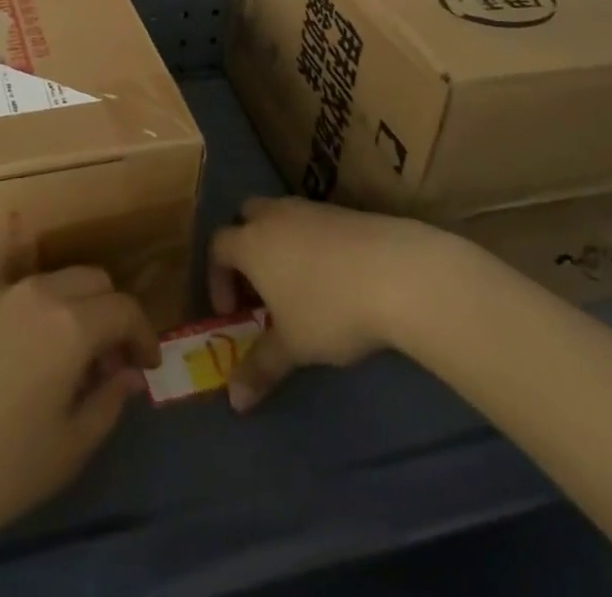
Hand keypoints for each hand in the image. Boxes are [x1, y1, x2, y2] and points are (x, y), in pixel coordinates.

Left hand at [0, 267, 158, 571]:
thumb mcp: (65, 452)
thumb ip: (107, 404)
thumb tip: (128, 375)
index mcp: (69, 322)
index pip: (125, 307)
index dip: (145, 334)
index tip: (147, 366)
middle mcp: (35, 292)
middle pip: (91, 278)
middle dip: (111, 310)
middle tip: (110, 359)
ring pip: (52, 282)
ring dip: (73, 308)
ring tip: (67, 360)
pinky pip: (14, 297)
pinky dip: (35, 314)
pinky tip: (19, 360)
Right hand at [209, 196, 450, 410]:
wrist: (394, 271)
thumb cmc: (329, 308)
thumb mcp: (293, 346)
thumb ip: (261, 368)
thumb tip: (234, 402)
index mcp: (250, 241)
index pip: (218, 247)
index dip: (218, 278)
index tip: (232, 312)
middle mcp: (273, 216)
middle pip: (245, 218)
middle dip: (245, 248)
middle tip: (259, 287)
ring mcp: (309, 208)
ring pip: (280, 216)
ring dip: (278, 244)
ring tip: (297, 285)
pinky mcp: (341, 211)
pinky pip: (311, 221)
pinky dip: (310, 243)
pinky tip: (332, 277)